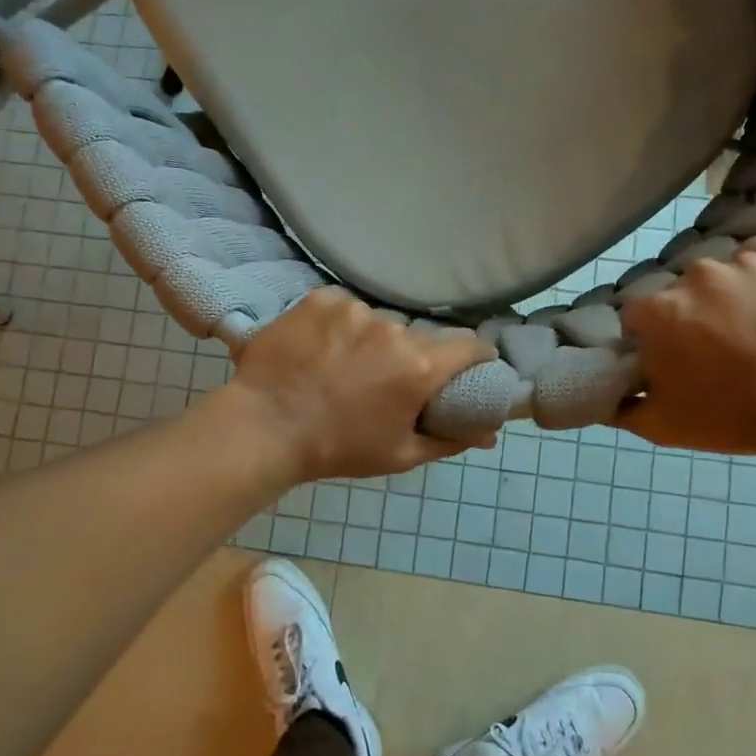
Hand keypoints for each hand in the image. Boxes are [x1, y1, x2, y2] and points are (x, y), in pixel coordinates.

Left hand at [224, 288, 498, 482]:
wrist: (264, 428)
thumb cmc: (338, 448)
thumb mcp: (400, 455)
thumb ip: (450, 440)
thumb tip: (490, 435)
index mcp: (419, 367)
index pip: (469, 345)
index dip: (475, 355)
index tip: (471, 365)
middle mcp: (393, 329)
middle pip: (419, 335)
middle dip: (413, 355)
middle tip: (390, 378)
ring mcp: (355, 310)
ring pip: (379, 321)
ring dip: (372, 340)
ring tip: (345, 365)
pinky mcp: (321, 299)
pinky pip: (345, 307)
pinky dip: (340, 325)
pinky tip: (321, 347)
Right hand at [618, 239, 755, 457]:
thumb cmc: (733, 417)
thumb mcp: (662, 426)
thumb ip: (620, 406)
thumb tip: (604, 392)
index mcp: (658, 310)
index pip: (638, 315)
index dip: (651, 338)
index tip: (672, 359)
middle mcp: (695, 275)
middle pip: (680, 292)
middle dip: (690, 315)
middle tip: (716, 349)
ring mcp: (745, 261)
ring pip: (723, 273)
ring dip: (729, 295)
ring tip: (755, 329)